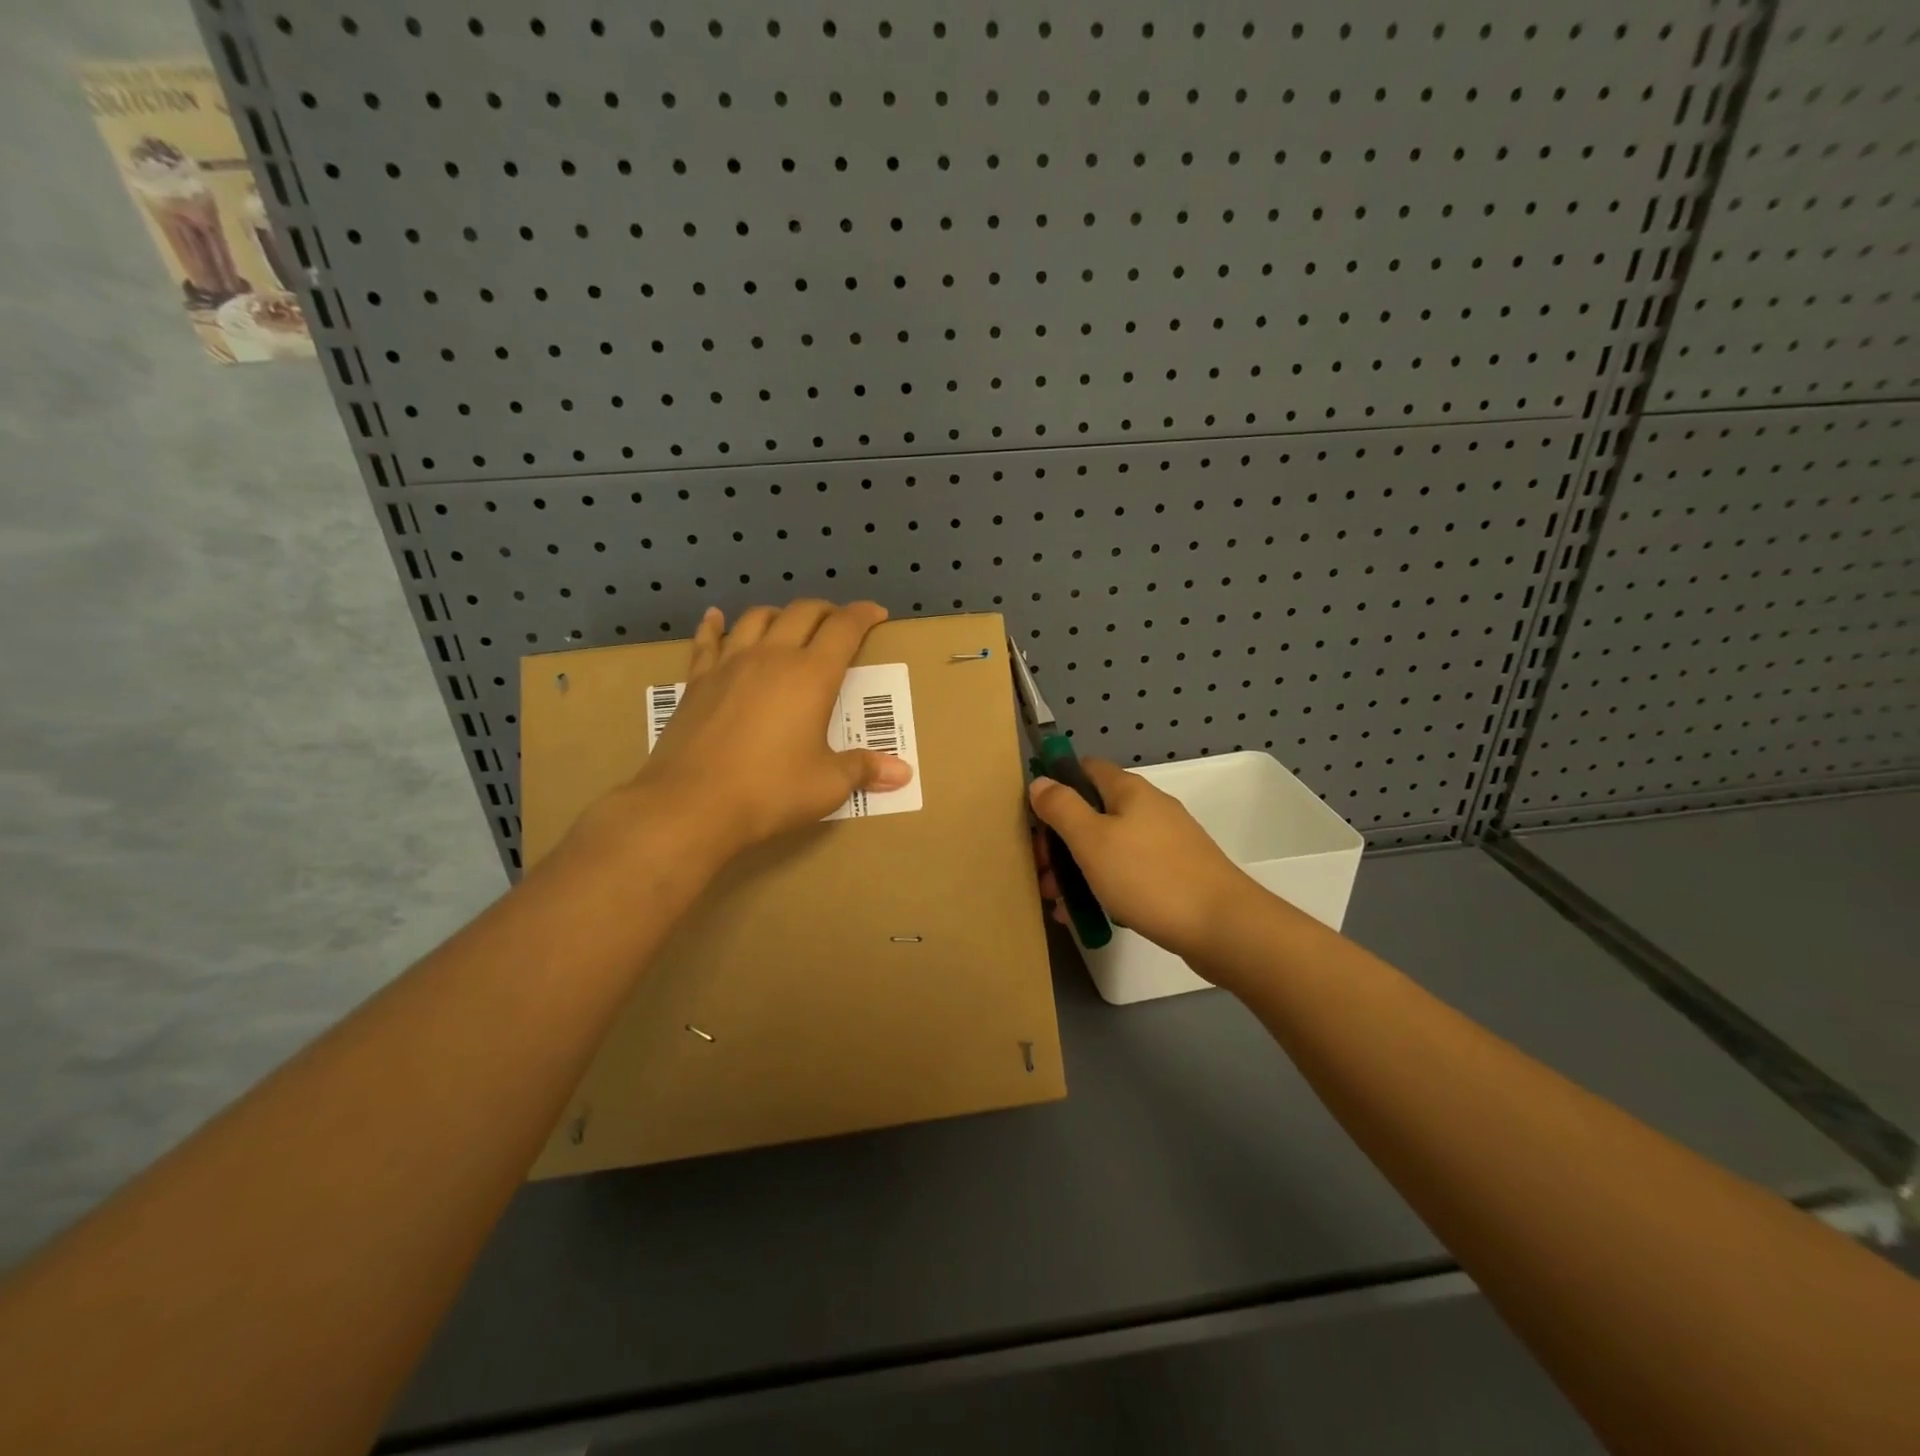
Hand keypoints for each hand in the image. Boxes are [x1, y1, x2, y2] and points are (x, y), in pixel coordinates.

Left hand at [624, 600, 912, 858]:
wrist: (692, 804)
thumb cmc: (771, 791)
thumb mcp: (828, 784)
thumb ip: (864, 769)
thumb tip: (903, 774)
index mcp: (812, 675)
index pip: (844, 628)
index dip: (863, 615)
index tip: (876, 613)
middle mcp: (772, 657)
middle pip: (802, 612)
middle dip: (826, 610)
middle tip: (838, 622)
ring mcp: (730, 664)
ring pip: (757, 618)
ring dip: (779, 614)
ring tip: (788, 624)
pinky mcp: (697, 681)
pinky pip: (707, 641)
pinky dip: (714, 625)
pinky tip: (715, 618)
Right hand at [1030, 759, 1253, 964]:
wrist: (1223, 927)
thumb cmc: (1148, 877)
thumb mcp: (1092, 840)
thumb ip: (1062, 807)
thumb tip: (1040, 781)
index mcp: (1129, 791)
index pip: (1086, 768)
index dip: (1057, 783)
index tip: (1034, 815)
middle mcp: (1149, 809)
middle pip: (1094, 812)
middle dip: (1061, 840)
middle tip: (1041, 872)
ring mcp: (1166, 843)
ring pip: (1109, 846)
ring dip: (1078, 869)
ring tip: (1057, 902)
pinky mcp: (1176, 875)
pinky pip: (1128, 872)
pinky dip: (1105, 886)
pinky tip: (1089, 915)